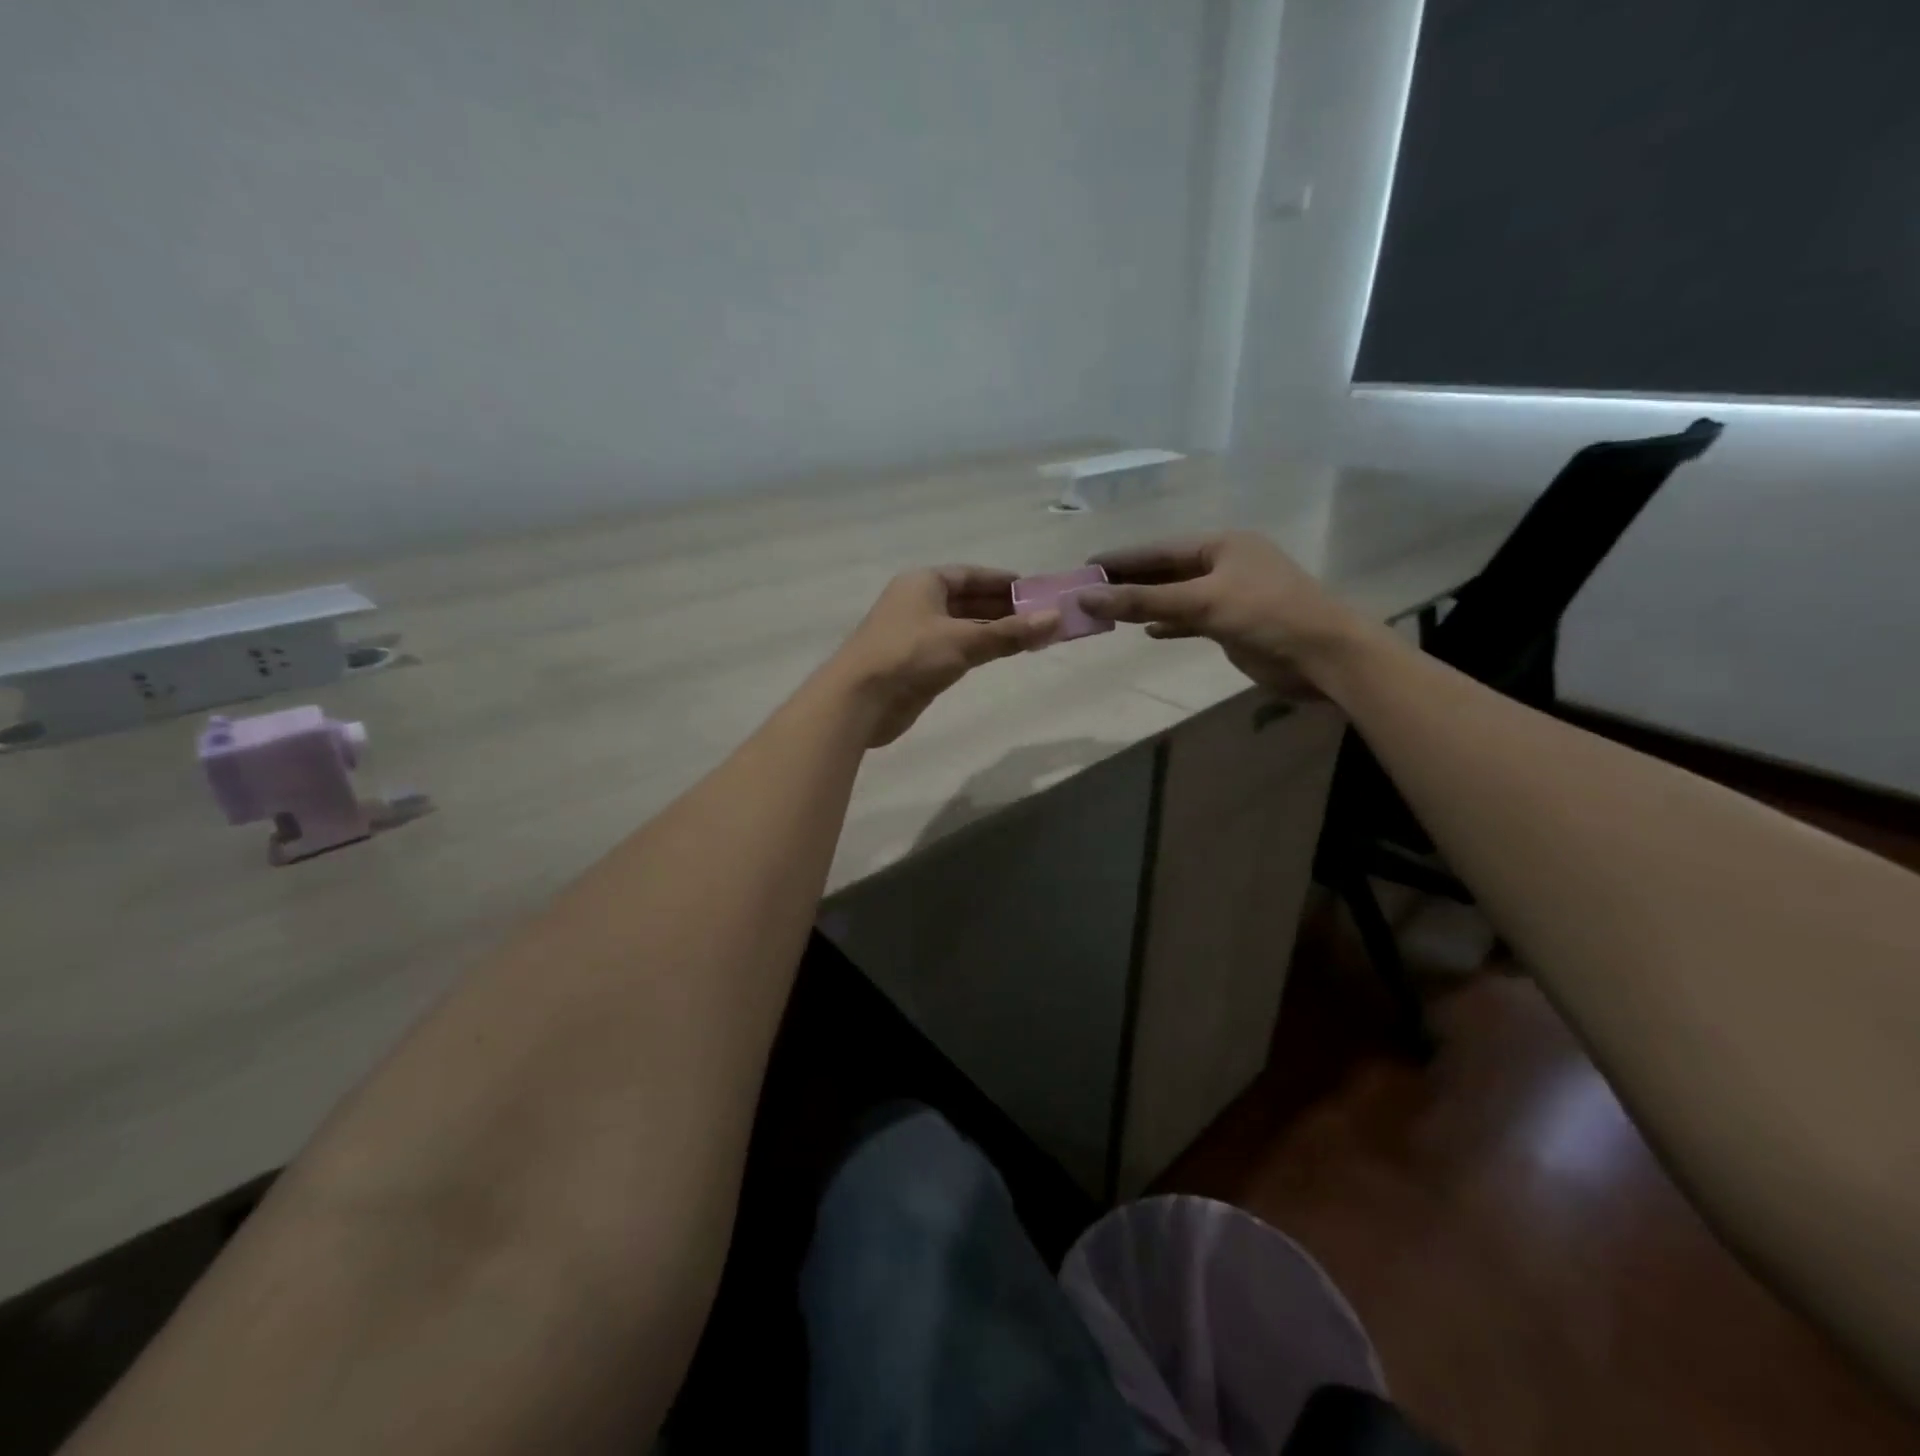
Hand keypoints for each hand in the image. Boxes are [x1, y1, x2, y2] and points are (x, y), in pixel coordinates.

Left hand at [826, 567, 1058, 745]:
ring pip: (961, 626)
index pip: (970, 574)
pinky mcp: (914, 663)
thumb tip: (1056, 619)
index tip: (1034, 590)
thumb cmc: (908, 656)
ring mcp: (914, 634)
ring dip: (992, 631)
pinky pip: (953, 649)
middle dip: (1002, 608)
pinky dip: (976, 649)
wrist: (858, 700)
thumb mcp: (963, 641)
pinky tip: (998, 656)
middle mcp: (917, 602)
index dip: (1002, 581)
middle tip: (1040, 617)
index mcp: (924, 582)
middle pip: (967, 599)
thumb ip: (1009, 633)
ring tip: (1029, 637)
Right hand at [1078, 533, 1364, 692]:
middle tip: (1089, 591)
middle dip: (1130, 582)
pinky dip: (1170, 624)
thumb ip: (1143, 600)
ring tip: (1108, 611)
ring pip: (1177, 596)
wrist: (1323, 656)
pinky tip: (1148, 631)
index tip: (1086, 566)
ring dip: (1146, 604)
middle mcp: (1225, 564)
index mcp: (1221, 545)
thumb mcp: (1201, 602)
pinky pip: (1192, 619)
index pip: (1159, 550)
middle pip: (1166, 571)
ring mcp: (1230, 595)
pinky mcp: (1233, 624)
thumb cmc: (1265, 615)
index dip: (1122, 559)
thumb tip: (1086, 597)